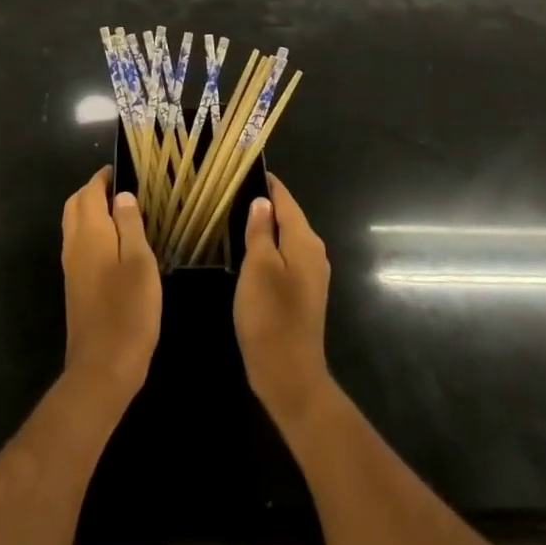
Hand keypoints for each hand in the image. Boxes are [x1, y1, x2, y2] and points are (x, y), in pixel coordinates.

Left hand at [61, 168, 161, 414]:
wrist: (102, 367)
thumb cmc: (128, 310)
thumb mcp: (139, 262)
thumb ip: (130, 225)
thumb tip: (121, 195)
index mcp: (90, 233)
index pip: (90, 192)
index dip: (103, 178)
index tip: (121, 168)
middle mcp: (74, 245)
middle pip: (75, 206)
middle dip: (93, 191)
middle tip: (120, 187)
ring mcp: (72, 268)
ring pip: (74, 225)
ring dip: (90, 210)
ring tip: (120, 210)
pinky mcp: (75, 286)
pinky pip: (78, 244)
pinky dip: (91, 231)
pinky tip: (113, 243)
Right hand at [235, 175, 333, 431]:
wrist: (289, 374)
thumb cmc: (270, 316)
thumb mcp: (258, 268)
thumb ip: (260, 231)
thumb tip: (261, 201)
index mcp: (305, 241)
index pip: (286, 199)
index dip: (267, 184)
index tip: (243, 169)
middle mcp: (314, 252)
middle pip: (288, 216)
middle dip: (264, 203)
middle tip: (231, 192)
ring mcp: (311, 274)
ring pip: (286, 237)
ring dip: (265, 227)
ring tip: (234, 216)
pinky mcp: (303, 292)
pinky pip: (286, 256)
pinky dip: (269, 248)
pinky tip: (248, 251)